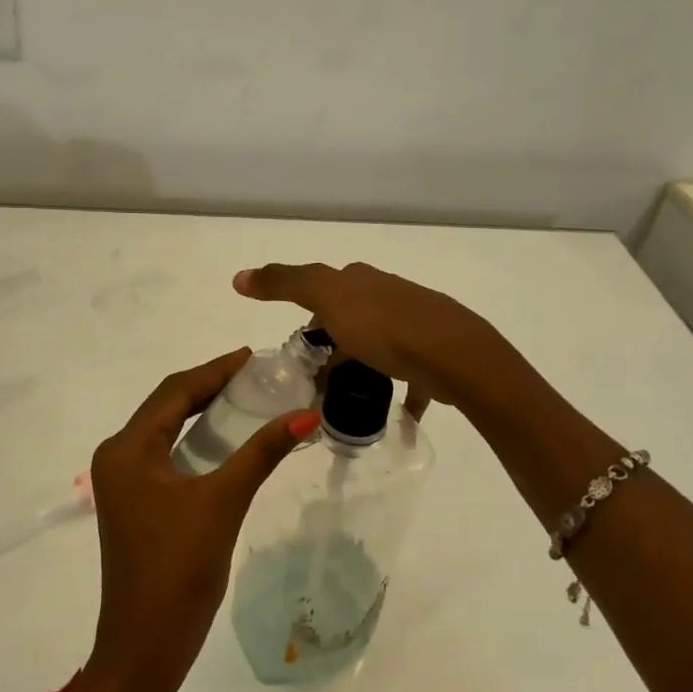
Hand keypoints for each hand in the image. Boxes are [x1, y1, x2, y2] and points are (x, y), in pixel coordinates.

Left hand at [71, 349, 318, 691]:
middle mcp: (119, 456)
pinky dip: (197, 440)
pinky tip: (228, 438)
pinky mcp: (136, 502)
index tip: (253, 355)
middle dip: (210, 386)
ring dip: (204, 411)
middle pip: (168, 405)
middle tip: (256, 373)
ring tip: (248, 396)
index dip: (215, 369)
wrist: (145, 647)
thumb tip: (308, 414)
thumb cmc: (178, 569)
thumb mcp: (223, 502)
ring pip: (168, 429)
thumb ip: (263, 453)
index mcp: (128, 449)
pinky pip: (167, 454)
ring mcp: (124, 481)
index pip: (175, 391)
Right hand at [231, 262, 502, 416]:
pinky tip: (392, 415)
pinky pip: (409, 377)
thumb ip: (283, 283)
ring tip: (346, 402)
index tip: (299, 354)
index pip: (323, 293)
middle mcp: (388, 295)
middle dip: (333, 348)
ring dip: (360, 370)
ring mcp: (414, 325)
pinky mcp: (433, 355)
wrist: (454, 355)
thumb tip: (238, 276)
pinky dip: (397, 393)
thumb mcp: (326, 296)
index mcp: (361, 280)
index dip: (307, 320)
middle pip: (350, 320)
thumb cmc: (384, 326)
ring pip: (378, 347)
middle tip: (317, 384)